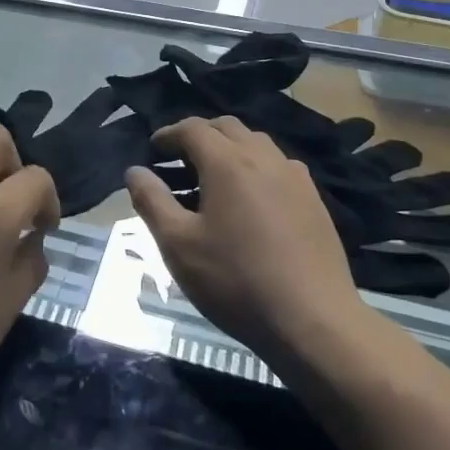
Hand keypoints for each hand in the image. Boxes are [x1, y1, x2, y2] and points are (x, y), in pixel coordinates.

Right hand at [125, 116, 364, 361]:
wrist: (313, 321)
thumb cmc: (235, 280)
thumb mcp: (178, 244)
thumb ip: (152, 201)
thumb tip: (135, 171)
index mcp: (228, 163)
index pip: (192, 128)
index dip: (168, 134)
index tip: (152, 149)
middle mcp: (264, 158)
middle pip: (227, 128)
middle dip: (199, 135)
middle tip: (177, 160)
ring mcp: (295, 178)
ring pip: (256, 144)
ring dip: (229, 149)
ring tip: (210, 179)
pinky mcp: (314, 201)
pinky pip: (278, 166)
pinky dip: (254, 167)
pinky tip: (248, 201)